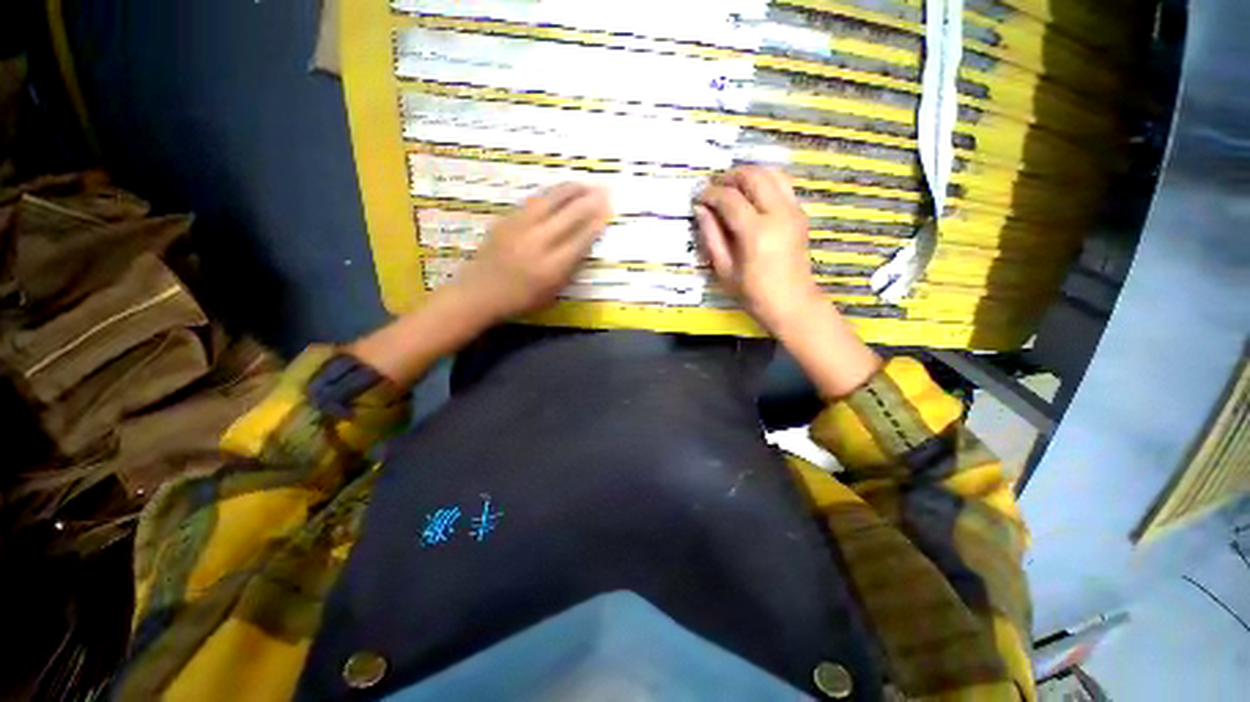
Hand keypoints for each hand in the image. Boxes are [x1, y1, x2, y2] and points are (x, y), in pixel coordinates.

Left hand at [456, 183, 612, 320]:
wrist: (480, 292)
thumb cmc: (521, 300)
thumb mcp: (553, 293)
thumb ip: (570, 269)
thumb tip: (585, 245)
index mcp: (551, 267)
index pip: (580, 239)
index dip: (596, 223)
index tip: (608, 210)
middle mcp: (537, 243)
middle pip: (569, 215)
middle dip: (590, 201)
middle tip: (605, 190)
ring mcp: (519, 228)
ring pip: (550, 201)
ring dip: (571, 190)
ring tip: (585, 184)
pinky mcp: (506, 220)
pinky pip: (533, 202)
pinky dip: (551, 194)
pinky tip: (559, 191)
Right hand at [696, 166, 880, 397]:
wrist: (792, 303)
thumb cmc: (753, 293)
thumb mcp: (724, 270)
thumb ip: (711, 236)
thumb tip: (700, 208)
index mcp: (756, 232)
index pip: (729, 198)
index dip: (710, 194)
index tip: (698, 197)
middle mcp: (778, 213)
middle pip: (753, 176)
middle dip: (729, 177)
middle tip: (714, 189)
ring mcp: (794, 210)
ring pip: (771, 173)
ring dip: (748, 175)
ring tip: (731, 189)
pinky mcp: (800, 213)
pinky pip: (782, 184)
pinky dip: (764, 182)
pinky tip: (750, 197)